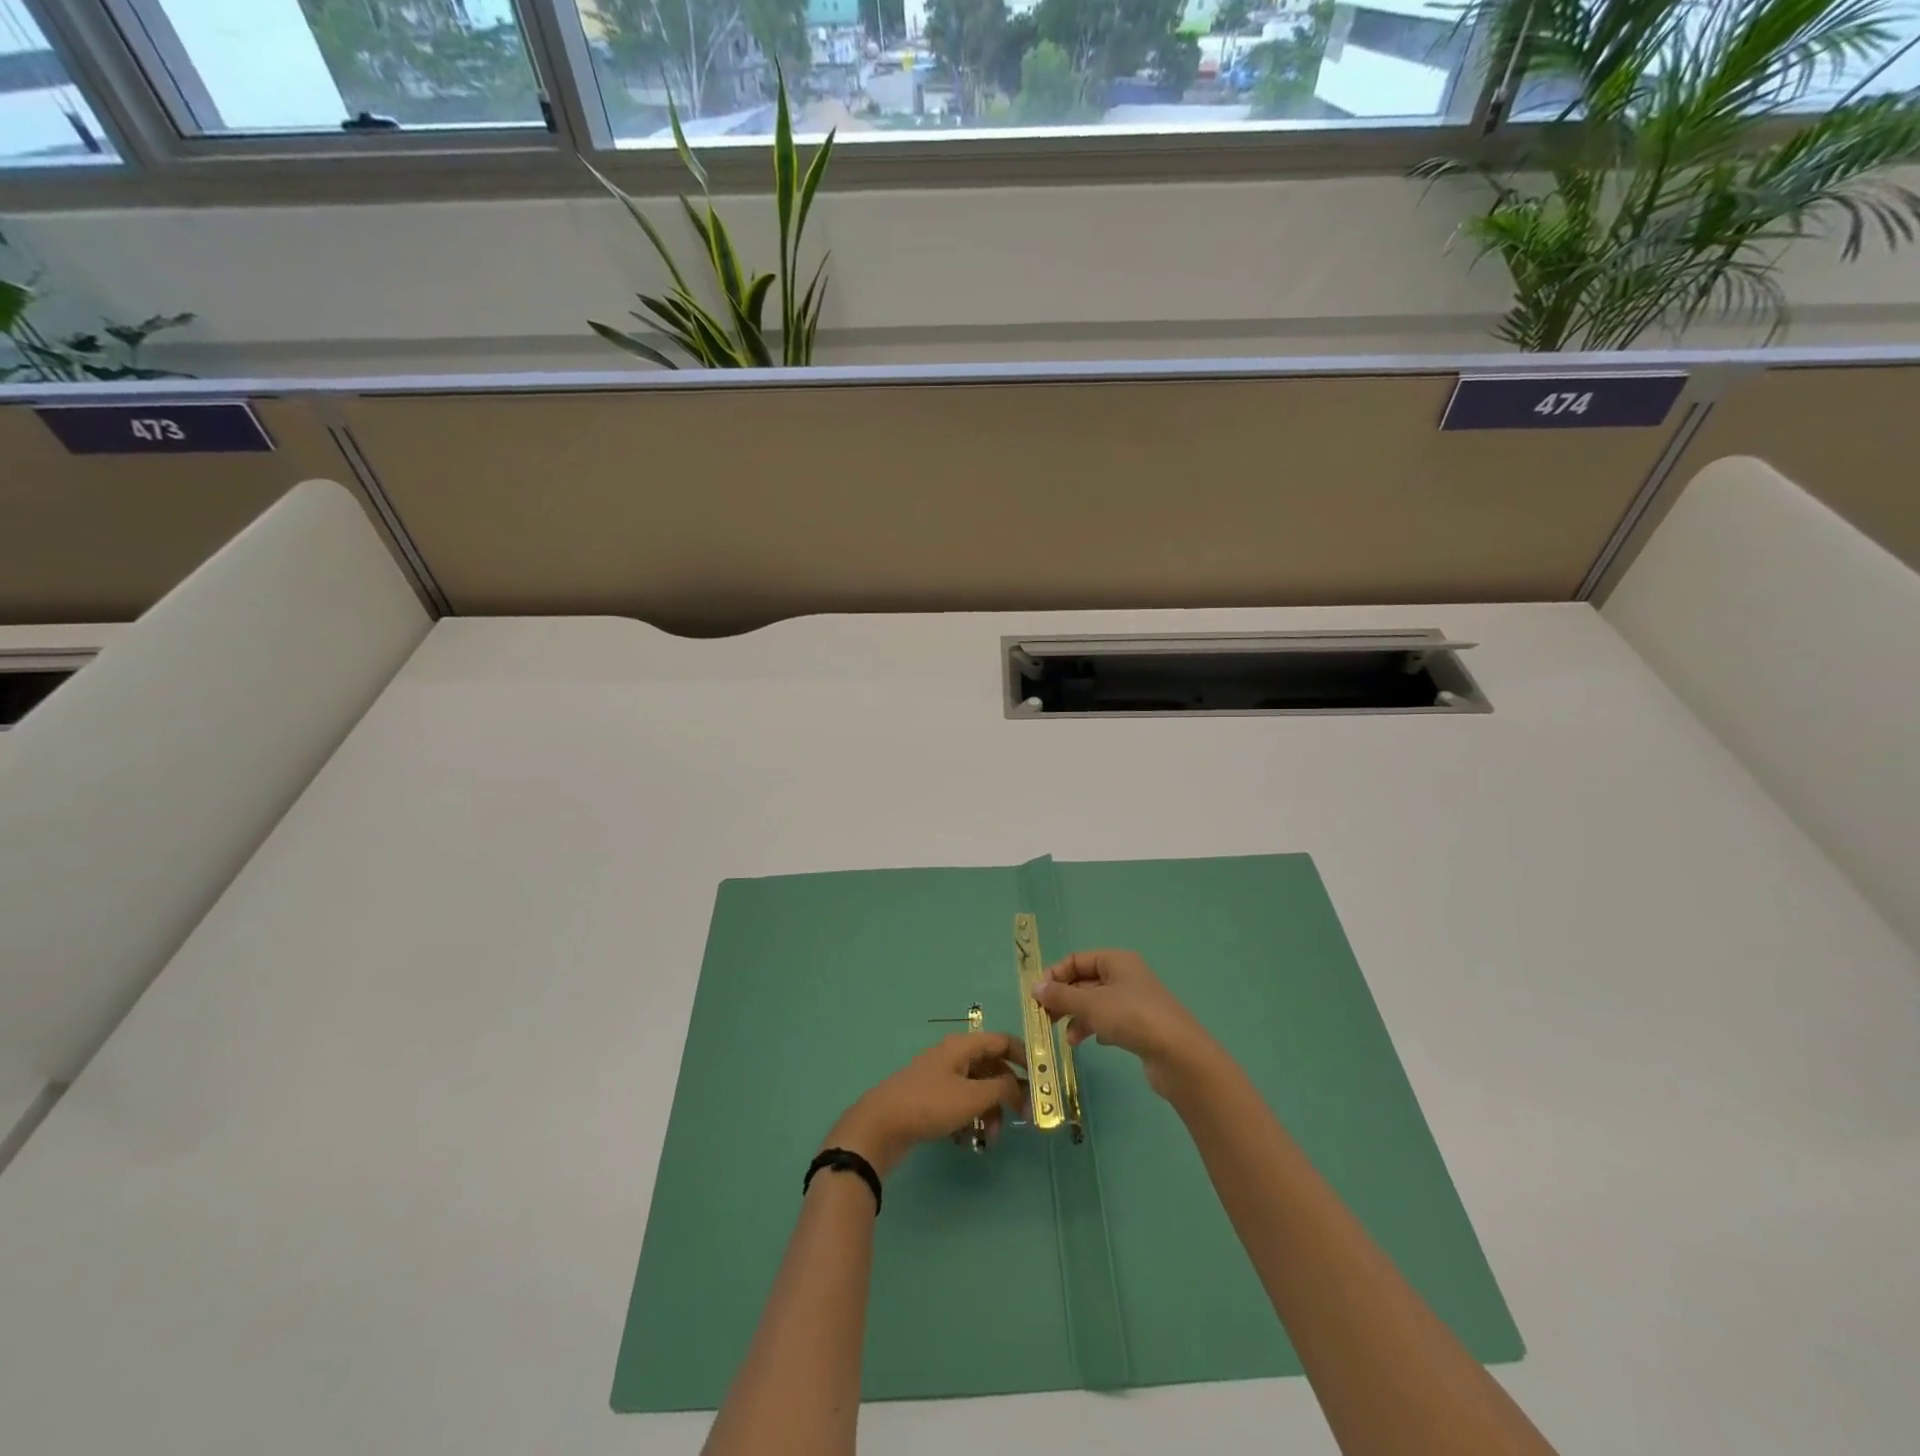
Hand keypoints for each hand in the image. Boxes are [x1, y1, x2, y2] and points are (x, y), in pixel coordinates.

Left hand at [825, 1033, 1027, 1176]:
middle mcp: (952, 1057)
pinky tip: (967, 1141)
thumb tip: (1020, 1086)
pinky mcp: (929, 1100)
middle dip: (1007, 1092)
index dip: (1024, 1056)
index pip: (1001, 1041)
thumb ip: (1002, 1088)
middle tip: (1022, 1118)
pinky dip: (969, 1119)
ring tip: (990, 1138)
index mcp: (962, 1046)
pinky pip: (959, 1105)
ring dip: (988, 1112)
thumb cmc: (929, 1105)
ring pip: (976, 1090)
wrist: (880, 1126)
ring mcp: (939, 1078)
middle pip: (990, 1067)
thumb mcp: (972, 1097)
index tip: (1041, 1079)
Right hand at [1033, 949, 1221, 1100]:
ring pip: (1095, 1004)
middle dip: (1064, 999)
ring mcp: (1134, 1001)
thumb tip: (1035, 987)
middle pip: (1085, 982)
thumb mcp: (1091, 1004)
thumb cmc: (1132, 1018)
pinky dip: (1096, 1029)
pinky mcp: (1140, 1025)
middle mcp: (1125, 976)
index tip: (1038, 996)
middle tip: (1045, 1019)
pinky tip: (1092, 1043)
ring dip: (1078, 1018)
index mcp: (1116, 961)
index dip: (1055, 975)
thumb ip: (1061, 995)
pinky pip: (1109, 1021)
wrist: (1179, 1055)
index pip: (1076, 959)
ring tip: (1069, 1039)